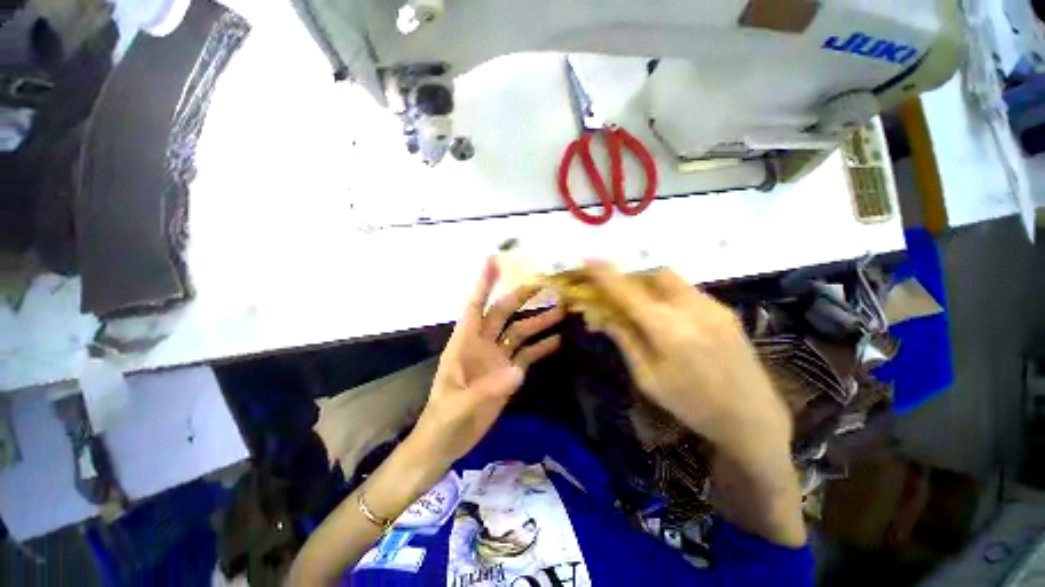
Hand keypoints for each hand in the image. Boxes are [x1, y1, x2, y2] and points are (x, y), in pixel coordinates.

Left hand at [411, 258, 564, 466]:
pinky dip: (541, 347)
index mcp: (465, 343)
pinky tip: (557, 340)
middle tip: (545, 285)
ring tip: (561, 310)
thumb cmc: (444, 419)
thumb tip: (518, 370)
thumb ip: (488, 388)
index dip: (483, 283)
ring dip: (539, 321)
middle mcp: (483, 344)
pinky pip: (527, 354)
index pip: (475, 306)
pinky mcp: (508, 373)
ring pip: (519, 332)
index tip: (493, 261)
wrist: (447, 442)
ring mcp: (497, 358)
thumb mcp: (460, 405)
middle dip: (522, 297)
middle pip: (503, 313)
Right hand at [574, 263, 790, 461]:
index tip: (587, 260)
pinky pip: (686, 289)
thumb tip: (602, 315)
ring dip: (648, 283)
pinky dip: (666, 292)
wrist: (752, 418)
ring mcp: (713, 306)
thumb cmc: (692, 405)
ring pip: (671, 278)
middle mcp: (692, 309)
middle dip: (629, 276)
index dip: (605, 274)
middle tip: (614, 289)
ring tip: (636, 301)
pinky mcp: (724, 309)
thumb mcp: (647, 378)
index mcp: (668, 331)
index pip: (628, 292)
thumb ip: (625, 340)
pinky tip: (663, 312)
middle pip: (653, 274)